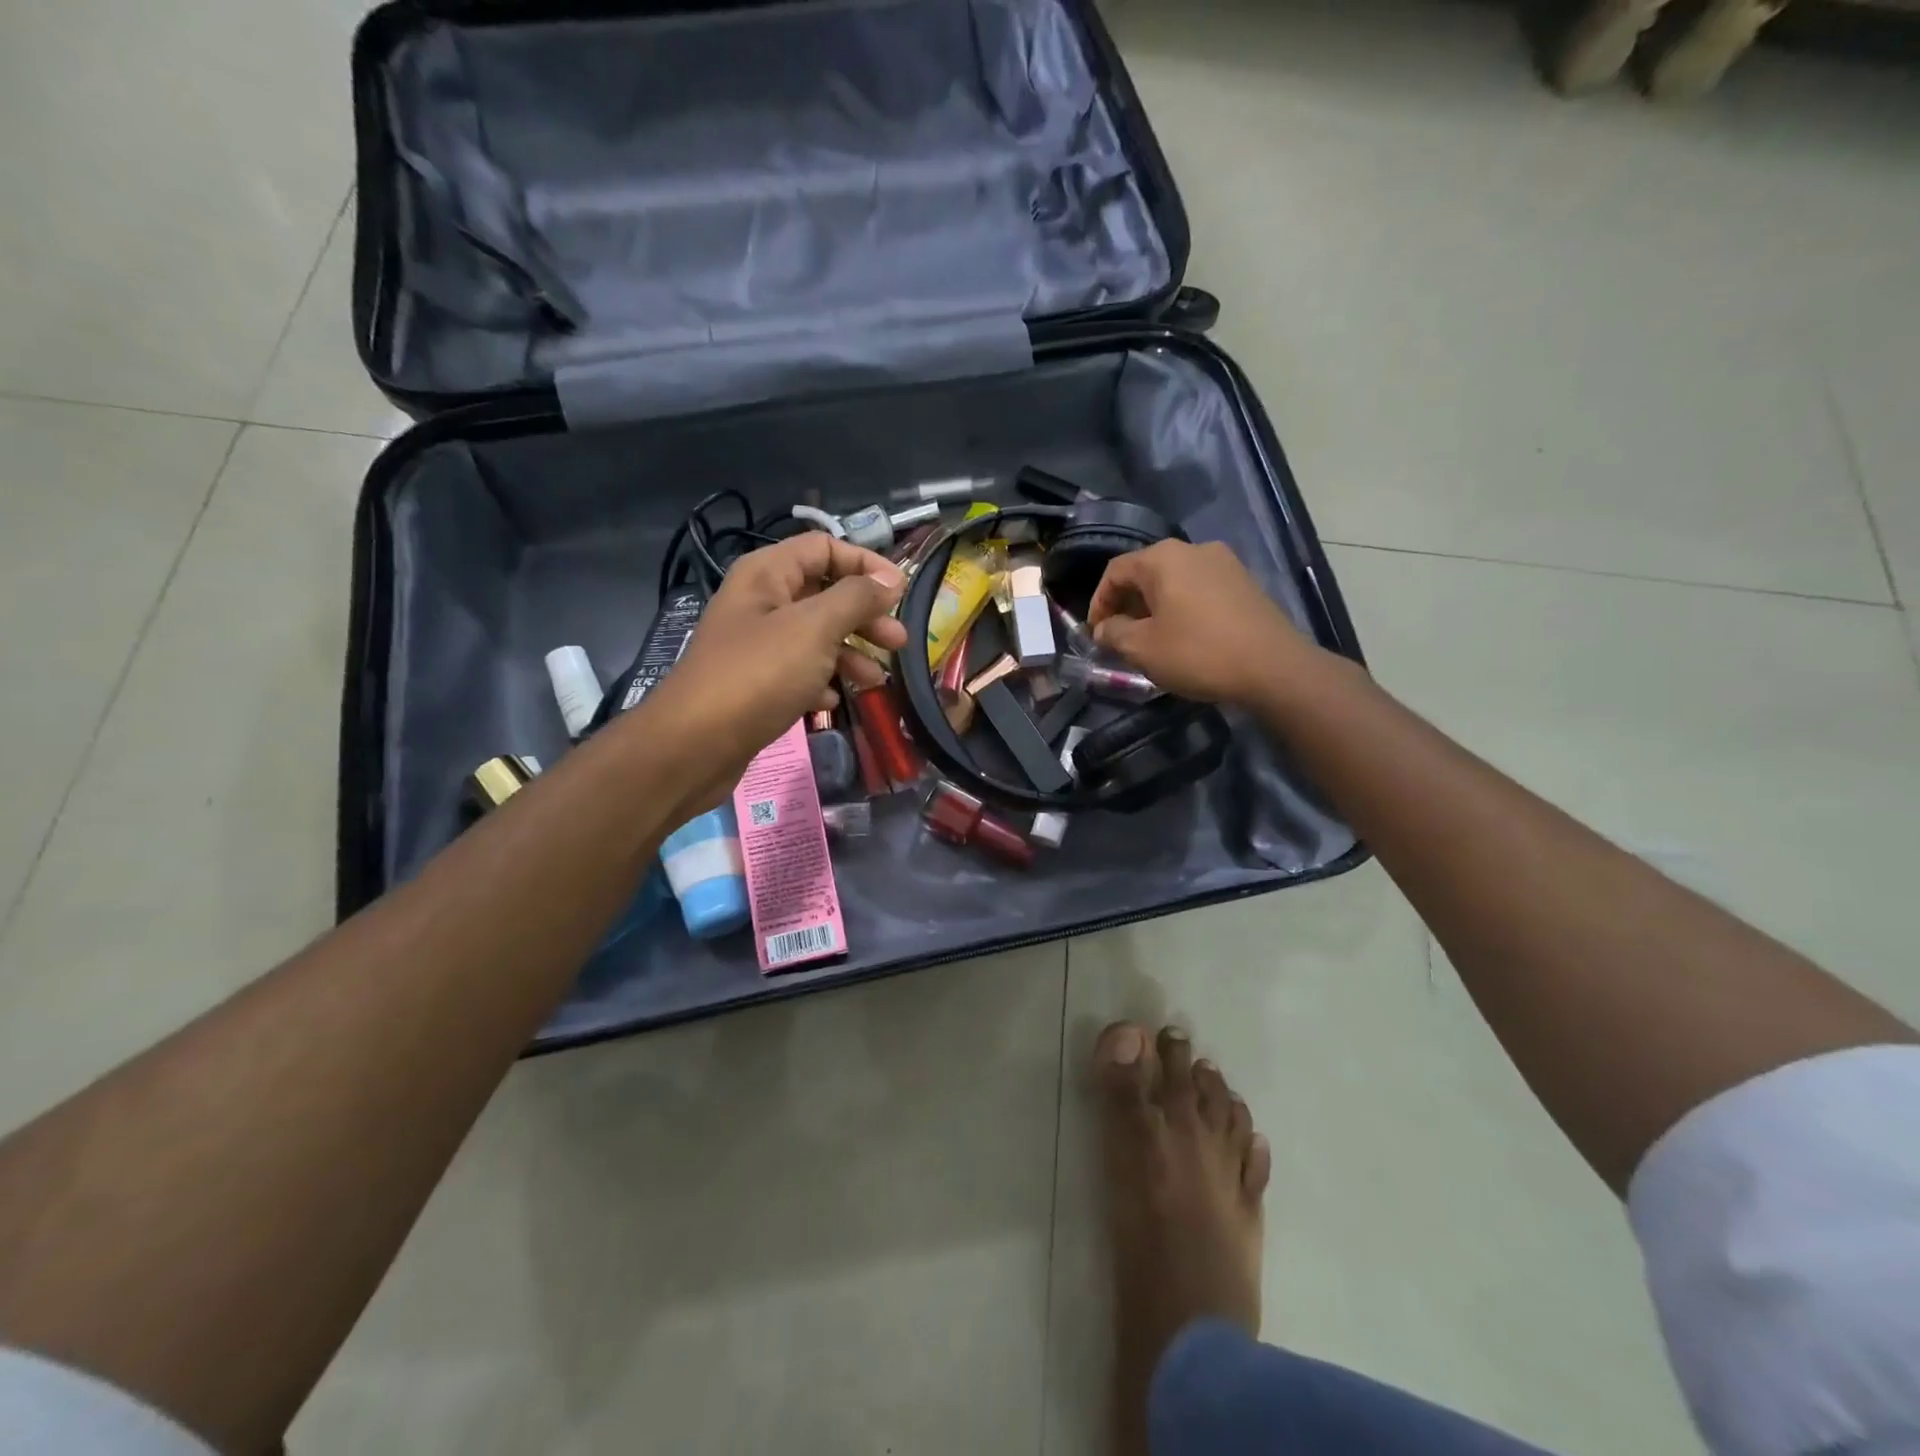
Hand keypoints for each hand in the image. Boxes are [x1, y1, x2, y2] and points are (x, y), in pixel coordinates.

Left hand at [630, 533, 907, 813]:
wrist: (695, 745)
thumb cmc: (758, 675)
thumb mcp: (815, 628)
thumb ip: (857, 598)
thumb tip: (890, 579)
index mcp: (767, 574)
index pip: (825, 548)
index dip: (866, 564)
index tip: (901, 592)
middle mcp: (760, 602)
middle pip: (824, 593)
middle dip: (864, 615)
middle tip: (898, 642)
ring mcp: (756, 645)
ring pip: (815, 636)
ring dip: (849, 653)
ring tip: (876, 680)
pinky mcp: (755, 683)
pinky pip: (798, 672)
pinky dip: (821, 682)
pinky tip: (832, 702)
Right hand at [1087, 540, 1316, 705]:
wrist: (1273, 667)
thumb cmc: (1197, 652)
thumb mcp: (1142, 648)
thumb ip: (1114, 633)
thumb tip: (1104, 629)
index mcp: (1163, 558)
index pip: (1115, 572)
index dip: (1098, 603)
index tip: (1095, 634)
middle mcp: (1193, 550)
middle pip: (1146, 573)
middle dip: (1127, 606)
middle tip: (1119, 639)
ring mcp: (1224, 564)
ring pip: (1174, 582)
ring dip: (1154, 608)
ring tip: (1150, 641)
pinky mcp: (1244, 583)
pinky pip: (1199, 590)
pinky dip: (1181, 609)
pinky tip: (1183, 637)